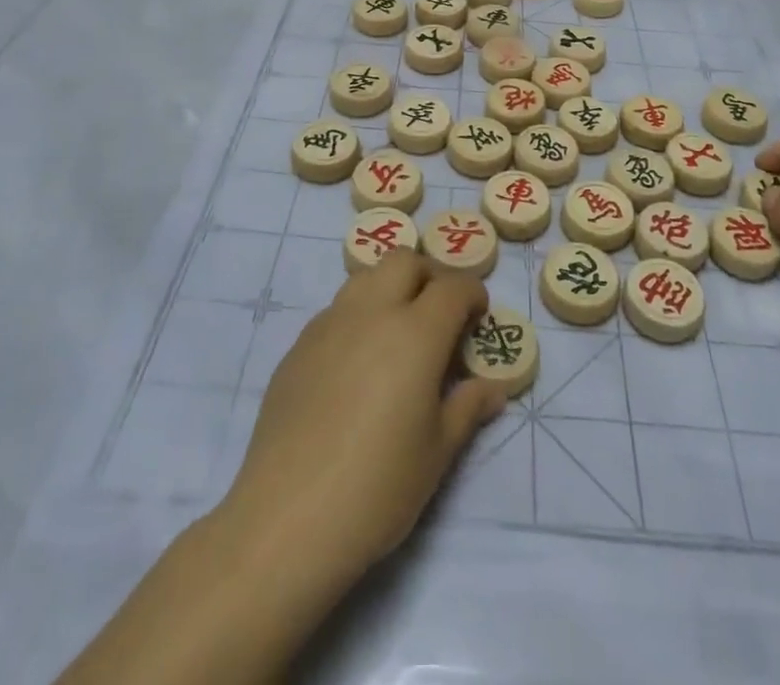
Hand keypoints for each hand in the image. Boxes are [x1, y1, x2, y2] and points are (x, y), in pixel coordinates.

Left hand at [218, 250, 504, 584]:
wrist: (287, 518)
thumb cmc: (377, 488)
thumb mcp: (437, 453)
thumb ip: (467, 408)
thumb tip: (492, 388)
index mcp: (415, 333)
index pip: (453, 287)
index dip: (472, 294)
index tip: (478, 316)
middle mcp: (372, 312)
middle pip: (405, 261)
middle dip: (430, 276)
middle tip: (439, 314)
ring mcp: (329, 324)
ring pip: (366, 277)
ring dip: (390, 288)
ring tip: (398, 332)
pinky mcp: (299, 345)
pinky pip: (337, 310)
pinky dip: (359, 316)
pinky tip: (358, 363)